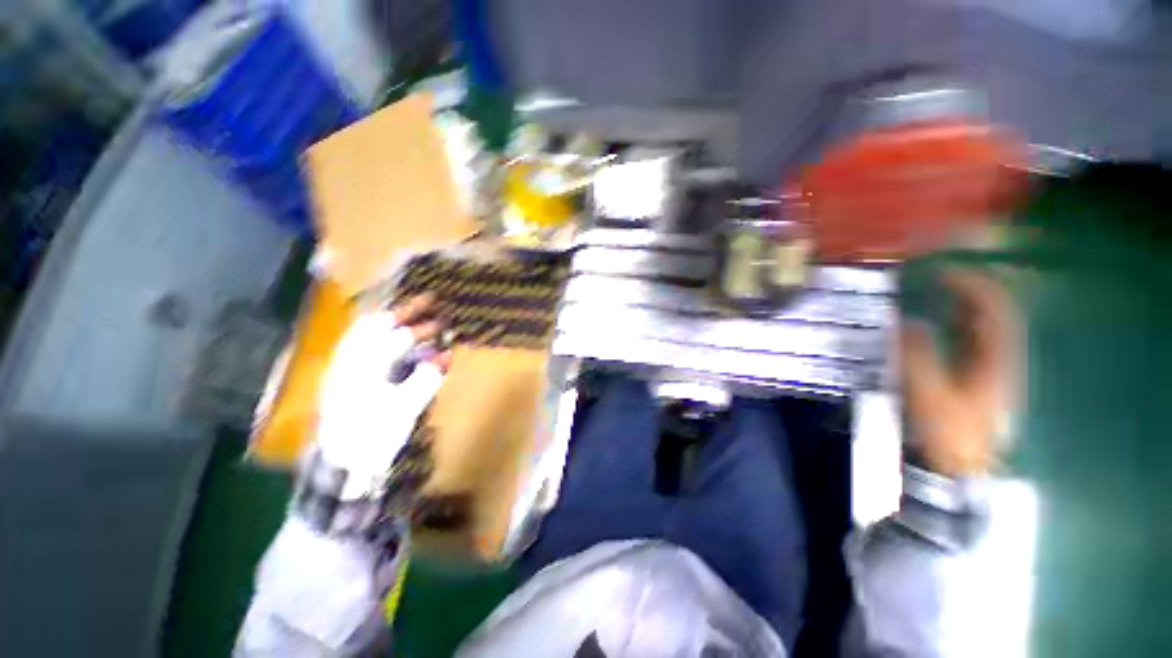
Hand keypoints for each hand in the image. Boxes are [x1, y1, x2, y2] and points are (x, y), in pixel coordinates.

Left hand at [316, 294, 450, 498]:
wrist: (342, 464)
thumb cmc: (374, 436)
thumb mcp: (405, 409)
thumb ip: (426, 379)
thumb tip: (446, 355)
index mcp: (363, 369)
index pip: (395, 338)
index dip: (420, 326)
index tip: (441, 318)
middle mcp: (349, 361)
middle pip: (375, 326)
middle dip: (403, 312)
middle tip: (427, 301)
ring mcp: (344, 367)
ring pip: (365, 332)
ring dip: (390, 320)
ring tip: (409, 311)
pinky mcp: (344, 376)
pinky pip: (360, 344)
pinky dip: (378, 334)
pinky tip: (389, 334)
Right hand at [900, 271, 1018, 477]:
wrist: (960, 467)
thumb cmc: (945, 431)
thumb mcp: (927, 392)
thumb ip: (916, 355)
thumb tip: (906, 321)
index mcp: (994, 360)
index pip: (993, 309)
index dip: (972, 284)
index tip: (942, 271)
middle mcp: (1000, 358)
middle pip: (994, 313)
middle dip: (968, 290)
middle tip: (937, 278)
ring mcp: (992, 369)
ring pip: (985, 327)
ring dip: (964, 305)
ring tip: (936, 293)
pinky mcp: (980, 378)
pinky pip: (975, 341)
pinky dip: (959, 324)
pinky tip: (940, 323)